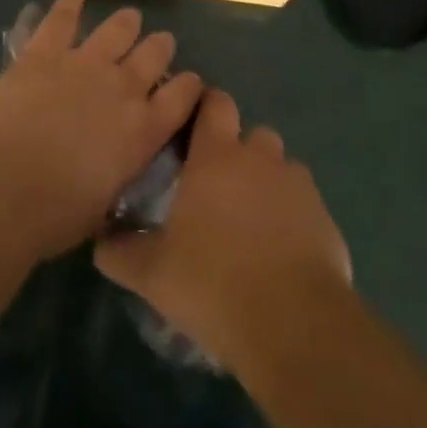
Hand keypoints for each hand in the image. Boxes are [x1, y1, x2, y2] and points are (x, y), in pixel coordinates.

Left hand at [0, 0, 202, 260]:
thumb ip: (119, 172)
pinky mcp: (44, 53)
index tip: (190, 82)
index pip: (182, 96)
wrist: (1, 190)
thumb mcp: (105, 204)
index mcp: (143, 130)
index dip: (189, 86)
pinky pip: (61, 18)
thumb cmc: (54, 215)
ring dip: (126, 23)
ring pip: (117, 30)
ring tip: (129, 18)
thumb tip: (118, 164)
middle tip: (159, 44)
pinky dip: (70, 3)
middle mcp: (123, 88)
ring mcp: (84, 63)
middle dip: (160, 47)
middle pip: (154, 54)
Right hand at [94, 89, 350, 371]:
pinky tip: (280, 254)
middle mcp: (261, 159)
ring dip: (268, 185)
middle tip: (219, 189)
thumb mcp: (152, 273)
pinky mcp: (326, 219)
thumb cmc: (212, 282)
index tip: (194, 128)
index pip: (216, 104)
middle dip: (239, 153)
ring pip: (282, 170)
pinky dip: (293, 218)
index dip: (207, 108)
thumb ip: (121, 252)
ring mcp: (298, 187)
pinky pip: (304, 206)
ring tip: (252, 224)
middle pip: (253, 136)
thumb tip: (101, 243)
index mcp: (217, 157)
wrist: (292, 322)